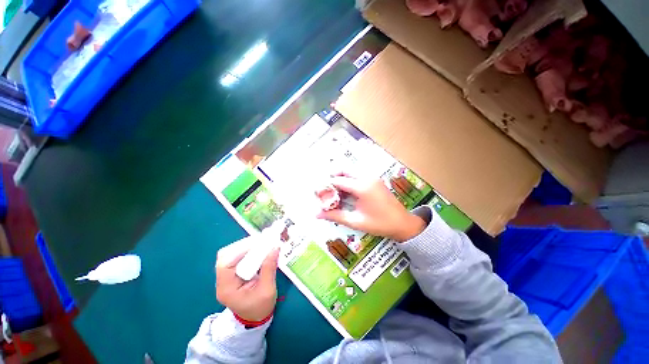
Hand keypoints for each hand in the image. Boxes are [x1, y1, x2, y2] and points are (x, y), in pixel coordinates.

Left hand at [215, 238, 279, 321]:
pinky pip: (236, 256)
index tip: (258, 243)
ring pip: (230, 254)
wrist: (255, 318)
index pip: (225, 264)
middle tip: (260, 241)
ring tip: (260, 244)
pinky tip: (257, 249)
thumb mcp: (267, 289)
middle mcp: (222, 281)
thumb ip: (269, 268)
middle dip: (243, 246)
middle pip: (225, 256)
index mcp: (227, 288)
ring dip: (245, 247)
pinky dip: (247, 251)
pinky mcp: (233, 272)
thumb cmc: (260, 307)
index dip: (240, 251)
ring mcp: (226, 276)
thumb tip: (275, 248)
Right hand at [316, 174, 425, 241]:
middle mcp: (366, 177)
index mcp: (362, 187)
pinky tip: (345, 192)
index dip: (326, 185)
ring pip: (350, 171)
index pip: (338, 180)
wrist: (403, 223)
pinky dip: (348, 180)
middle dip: (332, 177)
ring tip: (334, 192)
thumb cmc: (380, 224)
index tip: (318, 192)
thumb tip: (316, 214)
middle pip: (344, 169)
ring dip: (340, 178)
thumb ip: (335, 215)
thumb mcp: (356, 221)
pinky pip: (357, 175)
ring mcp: (372, 177)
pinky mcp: (374, 179)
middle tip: (325, 189)